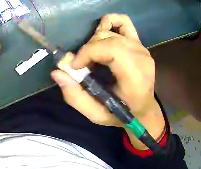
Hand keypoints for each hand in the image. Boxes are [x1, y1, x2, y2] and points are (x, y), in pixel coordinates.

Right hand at [51, 14, 164, 149]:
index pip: (111, 49)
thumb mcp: (97, 114)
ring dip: (95, 40)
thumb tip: (57, 72)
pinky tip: (103, 34)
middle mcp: (140, 58)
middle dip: (88, 49)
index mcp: (135, 77)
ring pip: (110, 30)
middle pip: (107, 38)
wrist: (144, 110)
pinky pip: (123, 22)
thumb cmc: (122, 114)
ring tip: (94, 55)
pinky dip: (109, 23)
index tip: (75, 66)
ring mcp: (141, 48)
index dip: (88, 52)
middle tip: (84, 65)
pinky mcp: (139, 43)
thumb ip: (76, 97)